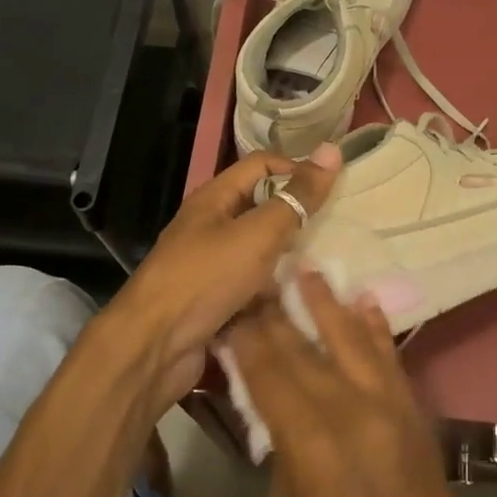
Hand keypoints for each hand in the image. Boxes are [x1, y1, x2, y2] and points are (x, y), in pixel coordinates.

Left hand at [110, 146, 340, 406]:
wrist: (154, 347)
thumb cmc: (206, 278)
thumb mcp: (258, 233)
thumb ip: (296, 197)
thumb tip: (331, 149)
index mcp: (215, 198)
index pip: (263, 165)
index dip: (297, 169)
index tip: (335, 189)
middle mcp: (211, 226)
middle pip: (263, 209)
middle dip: (299, 217)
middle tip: (342, 228)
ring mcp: (212, 266)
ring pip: (262, 253)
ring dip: (292, 259)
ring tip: (333, 266)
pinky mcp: (216, 302)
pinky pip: (255, 288)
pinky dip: (277, 292)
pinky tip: (307, 301)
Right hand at [226, 269, 479, 496]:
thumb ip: (279, 449)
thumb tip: (271, 408)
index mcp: (310, 441)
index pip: (268, 372)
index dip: (246, 336)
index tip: (229, 305)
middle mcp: (350, 409)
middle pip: (303, 348)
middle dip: (276, 312)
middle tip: (257, 277)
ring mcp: (388, 405)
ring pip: (351, 339)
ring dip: (327, 303)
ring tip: (307, 269)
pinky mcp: (412, 410)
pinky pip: (390, 358)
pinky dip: (375, 327)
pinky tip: (363, 301)